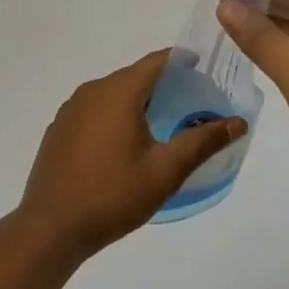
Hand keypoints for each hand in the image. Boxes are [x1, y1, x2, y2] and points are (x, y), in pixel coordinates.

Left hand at [18, 50, 247, 258]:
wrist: (51, 228)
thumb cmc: (113, 195)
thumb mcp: (166, 171)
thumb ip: (202, 142)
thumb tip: (238, 122)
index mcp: (119, 92)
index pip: (156, 61)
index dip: (181, 60)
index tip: (204, 68)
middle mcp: (92, 91)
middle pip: (134, 76)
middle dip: (163, 84)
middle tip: (191, 102)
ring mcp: (70, 110)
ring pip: (113, 94)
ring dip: (138, 101)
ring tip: (163, 123)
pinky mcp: (58, 130)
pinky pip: (94, 111)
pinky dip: (114, 116)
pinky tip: (125, 143)